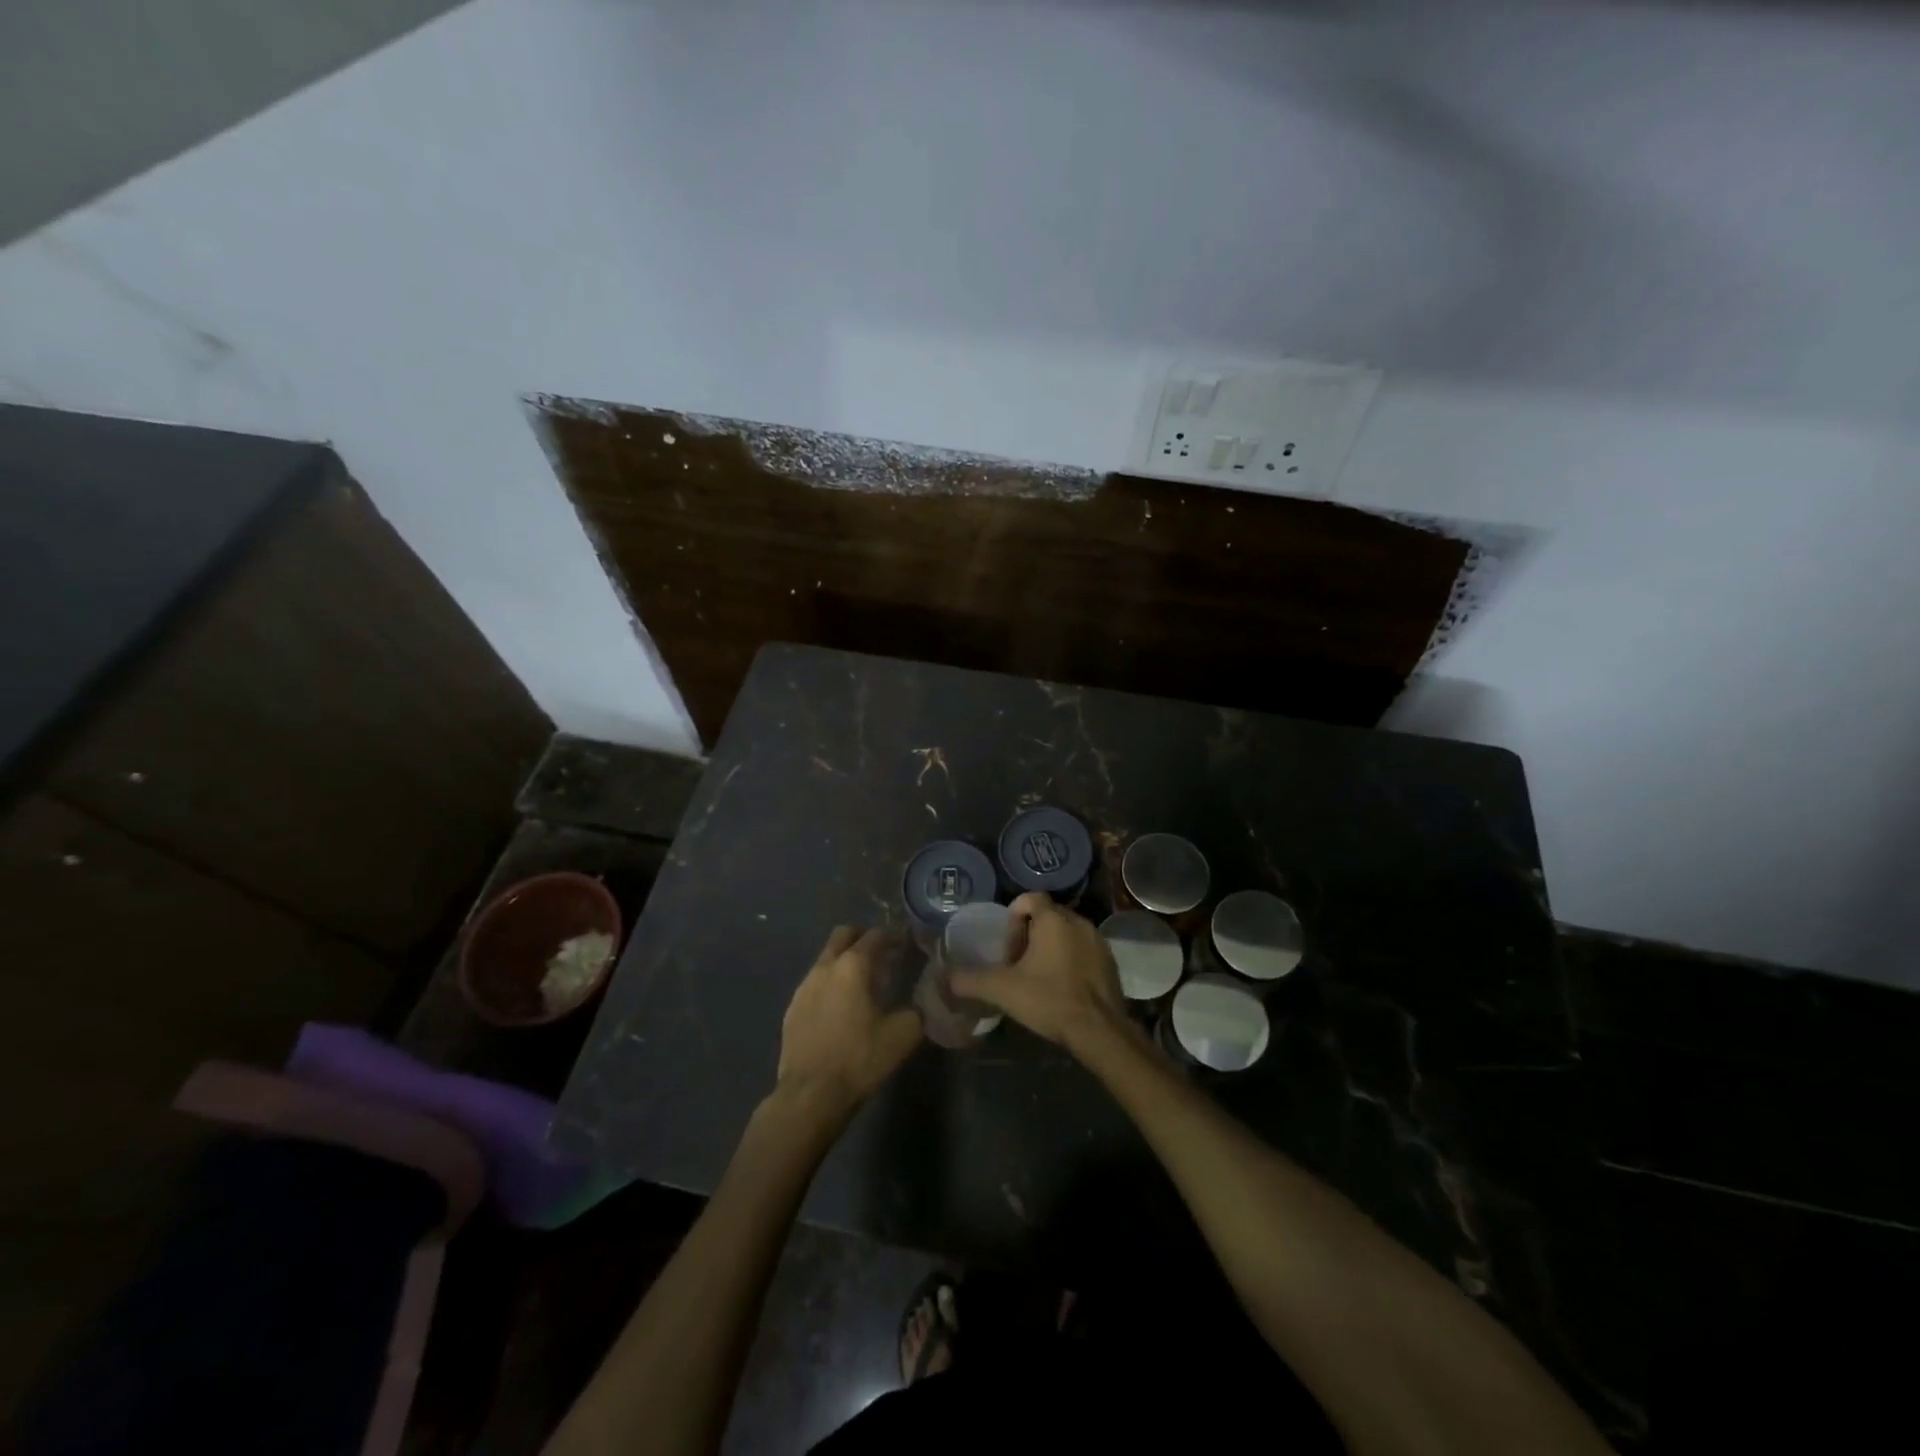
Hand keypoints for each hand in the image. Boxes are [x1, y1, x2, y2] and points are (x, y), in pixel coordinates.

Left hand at [775, 926, 923, 1118]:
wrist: (810, 1094)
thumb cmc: (859, 1059)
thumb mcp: (903, 1035)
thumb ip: (917, 1009)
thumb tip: (923, 1000)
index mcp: (853, 966)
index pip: (875, 935)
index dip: (893, 935)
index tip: (906, 942)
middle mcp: (825, 966)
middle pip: (843, 934)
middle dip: (863, 937)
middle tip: (882, 954)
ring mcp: (804, 986)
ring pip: (826, 958)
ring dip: (844, 960)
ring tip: (862, 983)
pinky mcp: (792, 1007)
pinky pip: (814, 982)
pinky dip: (830, 984)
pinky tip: (840, 1007)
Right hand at [948, 893, 1129, 1056]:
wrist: (1100, 1031)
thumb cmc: (1050, 1000)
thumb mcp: (1002, 990)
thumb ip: (971, 979)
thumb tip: (945, 977)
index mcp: (1054, 919)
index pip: (1029, 898)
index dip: (1013, 918)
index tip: (1007, 947)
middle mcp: (1079, 921)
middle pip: (1047, 916)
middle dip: (1030, 935)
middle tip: (1018, 965)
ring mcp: (1098, 941)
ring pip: (1066, 933)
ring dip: (1051, 948)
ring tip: (1039, 978)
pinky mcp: (1111, 962)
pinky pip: (1084, 950)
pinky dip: (1070, 961)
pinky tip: (1062, 989)